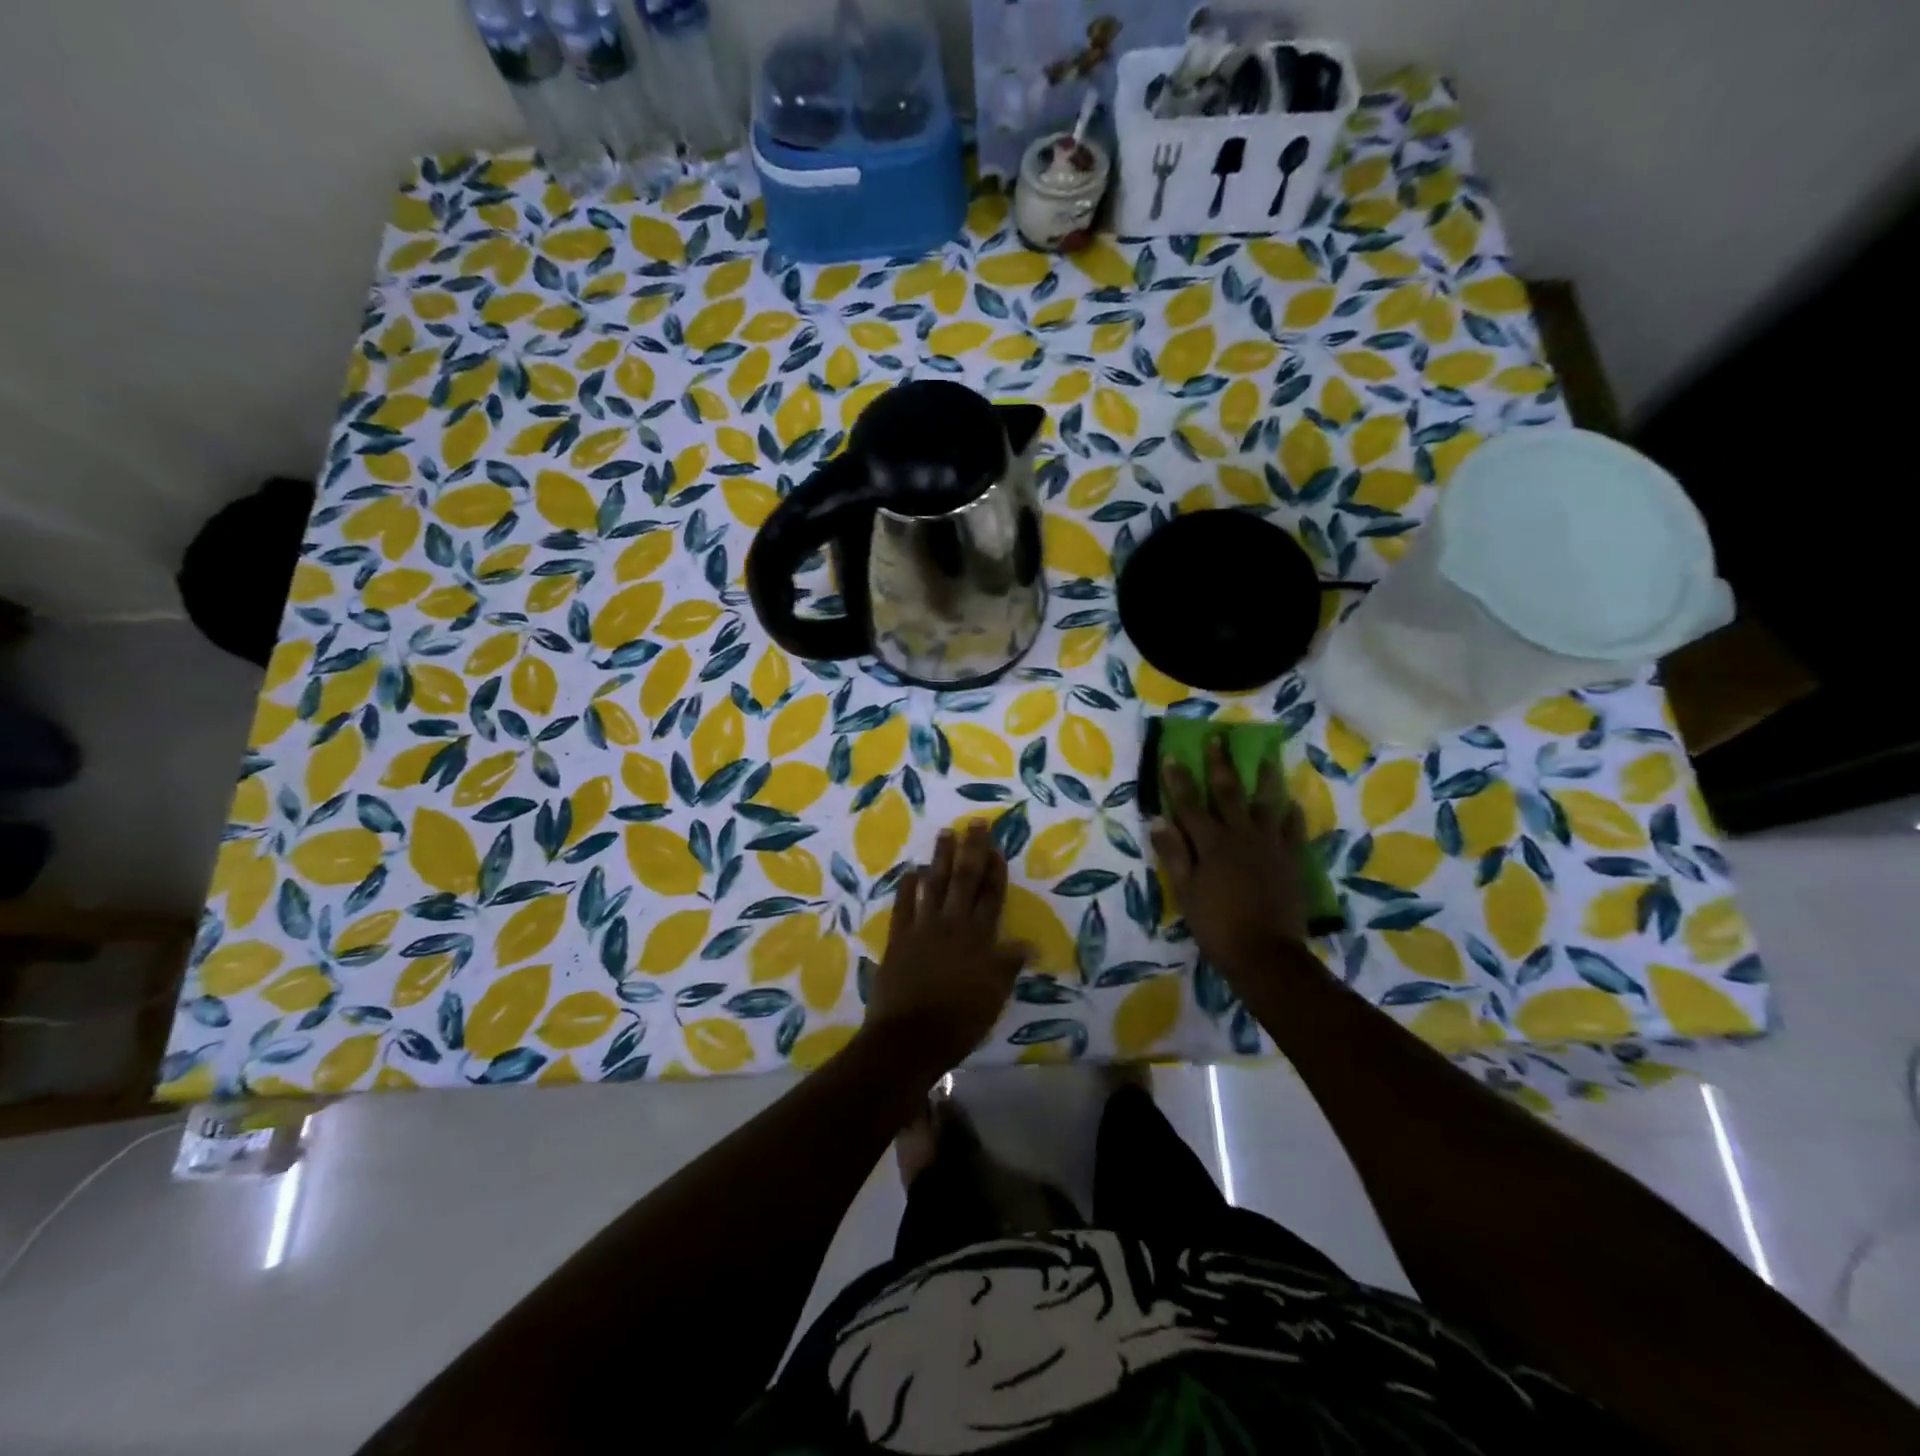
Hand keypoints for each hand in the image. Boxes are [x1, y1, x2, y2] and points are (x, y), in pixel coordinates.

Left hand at [868, 823, 1027, 1068]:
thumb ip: (1009, 965)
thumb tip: (1030, 943)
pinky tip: (910, 871)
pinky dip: (907, 887)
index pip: (991, 896)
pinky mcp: (899, 938)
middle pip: (965, 880)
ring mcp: (923, 928)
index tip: (997, 847)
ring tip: (945, 834)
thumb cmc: (960, 1020)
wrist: (910, 1037)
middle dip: (972, 850)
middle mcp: (953, 924)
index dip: (996, 870)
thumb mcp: (994, 995)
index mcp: (980, 938)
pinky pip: (903, 905)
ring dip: (940, 858)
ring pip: (934, 884)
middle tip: (975, 823)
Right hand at [1148, 737, 1309, 979]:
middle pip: (1228, 792)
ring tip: (1267, 758)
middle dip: (1221, 764)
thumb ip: (1174, 854)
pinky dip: (1292, 815)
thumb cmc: (1216, 924)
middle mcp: (1240, 835)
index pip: (1189, 803)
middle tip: (1220, 738)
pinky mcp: (1291, 860)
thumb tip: (1158, 820)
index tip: (1172, 755)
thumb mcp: (1186, 891)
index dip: (1179, 779)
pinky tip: (1292, 803)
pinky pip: (1293, 830)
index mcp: (1210, 843)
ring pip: (1267, 803)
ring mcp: (1269, 845)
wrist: (1264, 952)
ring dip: (1265, 779)